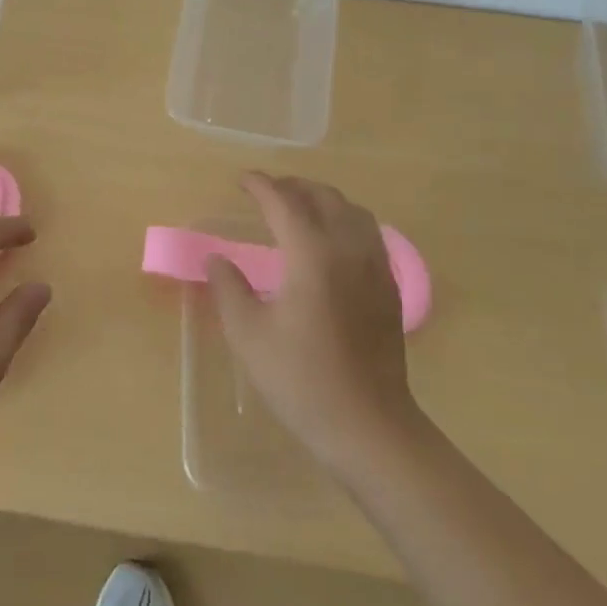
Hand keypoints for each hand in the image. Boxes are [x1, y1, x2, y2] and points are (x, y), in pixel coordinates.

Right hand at [208, 173, 422, 479]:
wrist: (368, 425)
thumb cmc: (301, 380)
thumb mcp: (249, 335)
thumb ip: (229, 289)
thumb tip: (216, 258)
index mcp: (312, 254)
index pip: (284, 202)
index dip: (261, 186)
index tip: (242, 180)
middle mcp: (348, 248)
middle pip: (323, 197)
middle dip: (293, 186)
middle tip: (267, 192)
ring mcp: (376, 267)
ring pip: (352, 211)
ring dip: (323, 200)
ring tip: (299, 209)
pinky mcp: (390, 287)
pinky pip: (369, 233)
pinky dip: (345, 221)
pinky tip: (331, 242)